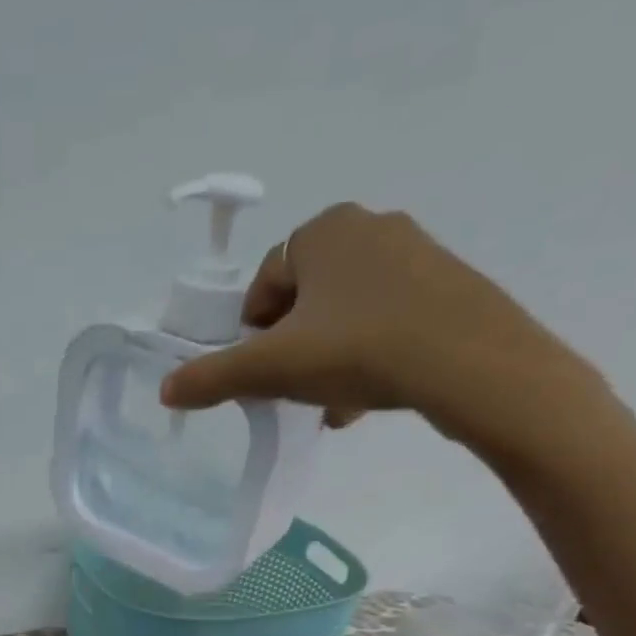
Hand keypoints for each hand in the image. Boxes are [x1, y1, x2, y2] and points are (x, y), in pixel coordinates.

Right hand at [159, 202, 609, 453]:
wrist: (470, 363)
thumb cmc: (358, 350)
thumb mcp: (272, 369)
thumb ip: (214, 378)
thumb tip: (165, 390)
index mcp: (323, 232)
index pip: (266, 281)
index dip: (253, 331)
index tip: (259, 371)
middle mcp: (370, 228)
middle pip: (307, 300)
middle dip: (292, 348)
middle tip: (291, 390)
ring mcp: (416, 254)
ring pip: (347, 315)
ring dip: (327, 359)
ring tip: (326, 406)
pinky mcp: (449, 286)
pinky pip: (387, 322)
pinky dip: (368, 357)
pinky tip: (364, 400)